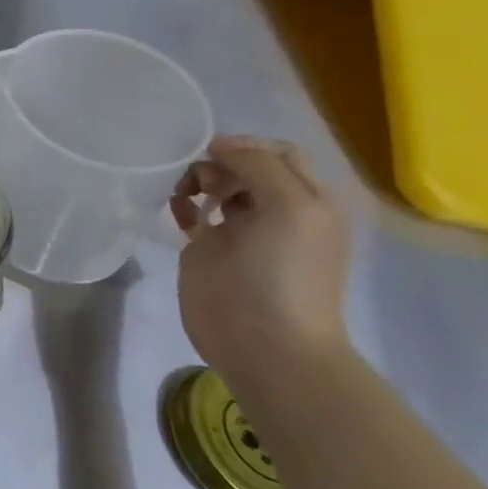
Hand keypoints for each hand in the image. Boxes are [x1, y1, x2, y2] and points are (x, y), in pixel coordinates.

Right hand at [171, 136, 353, 396]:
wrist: (265, 341)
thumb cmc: (285, 273)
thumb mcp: (292, 207)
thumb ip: (258, 165)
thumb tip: (219, 147)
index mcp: (307, 200)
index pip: (276, 152)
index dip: (245, 146)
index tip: (215, 156)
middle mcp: (277, 210)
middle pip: (242, 165)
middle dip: (217, 163)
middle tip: (203, 183)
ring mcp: (242, 229)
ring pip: (214, 184)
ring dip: (196, 180)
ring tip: (186, 197)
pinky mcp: (209, 247)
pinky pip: (192, 210)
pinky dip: (182, 204)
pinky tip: (180, 216)